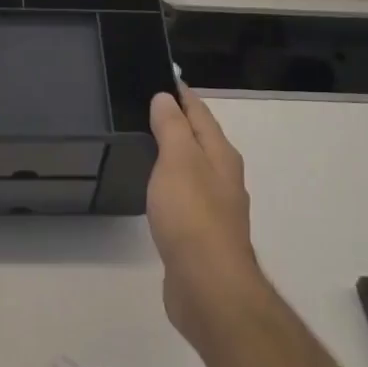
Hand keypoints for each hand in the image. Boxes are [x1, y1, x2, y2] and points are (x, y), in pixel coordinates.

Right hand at [147, 87, 262, 347]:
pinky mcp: (202, 237)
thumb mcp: (178, 159)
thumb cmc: (193, 215)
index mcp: (221, 154)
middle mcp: (223, 177)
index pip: (200, 112)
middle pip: (200, 139)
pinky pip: (185, 197)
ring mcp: (215, 209)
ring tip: (145, 144)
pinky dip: (170, 185)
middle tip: (144, 108)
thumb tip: (165, 98)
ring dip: (174, 154)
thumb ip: (172, 126)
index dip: (181, 94)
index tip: (160, 77)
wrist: (209, 288)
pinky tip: (155, 191)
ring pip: (193, 169)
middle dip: (178, 122)